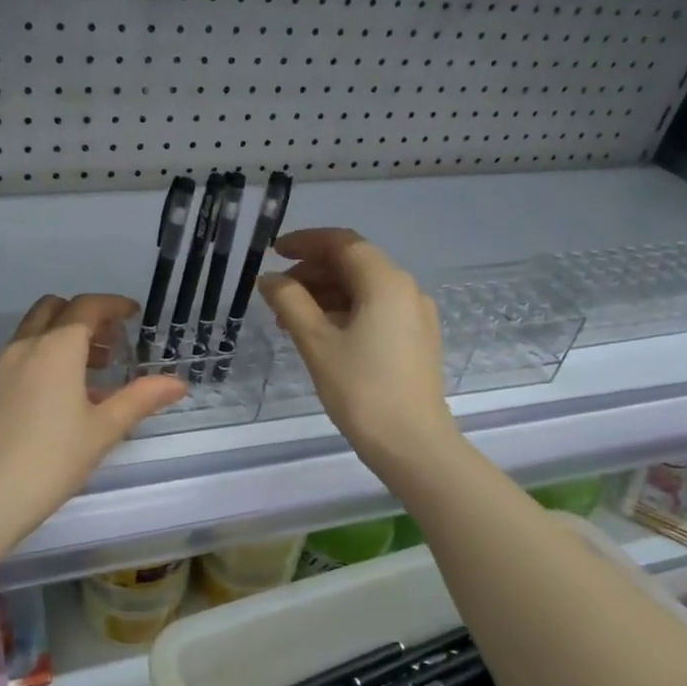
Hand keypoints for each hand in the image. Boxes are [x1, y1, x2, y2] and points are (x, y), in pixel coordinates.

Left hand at [0, 294, 185, 544]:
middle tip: (112, 342)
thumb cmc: (53, 460)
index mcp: (56, 349)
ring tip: (93, 373)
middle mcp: (24, 346)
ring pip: (34, 331)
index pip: (87, 307)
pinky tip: (61, 395)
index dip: (113, 305)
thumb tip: (177, 383)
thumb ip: (141, 399)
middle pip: (55, 310)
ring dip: (64, 337)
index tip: (133, 314)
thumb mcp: (104, 429)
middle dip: (85, 316)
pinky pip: (20, 355)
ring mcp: (0, 366)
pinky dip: (44, 356)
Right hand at [260, 228, 459, 473]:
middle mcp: (406, 289)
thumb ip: (290, 302)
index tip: (274, 252)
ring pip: (364, 289)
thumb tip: (269, 279)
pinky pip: (376, 311)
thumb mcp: (316, 342)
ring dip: (325, 295)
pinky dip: (345, 312)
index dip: (305, 242)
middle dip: (312, 272)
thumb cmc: (361, 390)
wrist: (412, 443)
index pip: (342, 243)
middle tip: (276, 293)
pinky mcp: (416, 340)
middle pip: (354, 264)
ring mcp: (415, 315)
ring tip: (290, 320)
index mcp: (385, 282)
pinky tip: (321, 335)